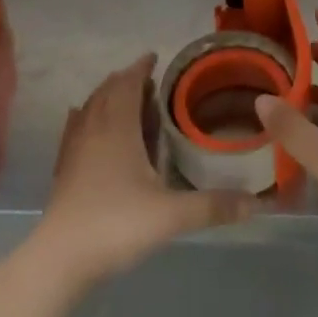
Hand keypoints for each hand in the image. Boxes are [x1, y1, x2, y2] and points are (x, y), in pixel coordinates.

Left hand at [32, 53, 256, 289]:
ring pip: (90, 108)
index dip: (141, 68)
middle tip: (148, 83)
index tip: (154, 57)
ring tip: (126, 101)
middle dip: (126, 81)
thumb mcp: (172, 215)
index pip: (127, 83)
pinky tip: (87, 126)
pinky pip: (75, 130)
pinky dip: (86, 118)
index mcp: (117, 128)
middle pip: (107, 91)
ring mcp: (74, 149)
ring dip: (107, 97)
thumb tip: (257, 203)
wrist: (60, 258)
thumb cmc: (116, 224)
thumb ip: (213, 206)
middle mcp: (93, 129)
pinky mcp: (63, 170)